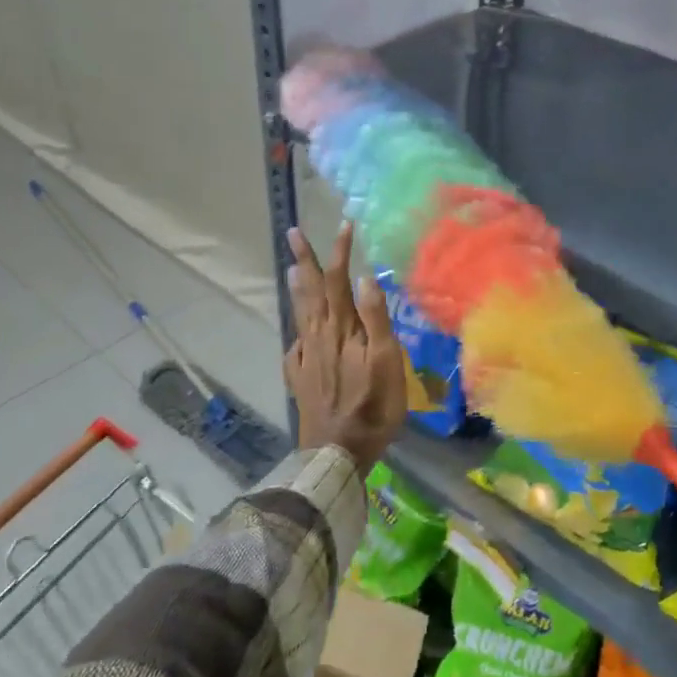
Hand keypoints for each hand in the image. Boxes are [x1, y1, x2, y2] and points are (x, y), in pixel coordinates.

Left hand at [284, 223, 405, 470]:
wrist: (336, 451)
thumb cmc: (372, 407)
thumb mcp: (386, 362)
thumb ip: (375, 319)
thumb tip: (365, 277)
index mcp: (342, 329)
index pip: (338, 280)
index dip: (340, 252)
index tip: (343, 224)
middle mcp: (319, 336)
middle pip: (312, 291)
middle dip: (305, 259)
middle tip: (292, 233)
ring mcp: (306, 357)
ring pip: (301, 313)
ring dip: (297, 287)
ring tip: (290, 268)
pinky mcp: (300, 377)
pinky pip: (296, 344)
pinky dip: (297, 328)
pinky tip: (298, 330)